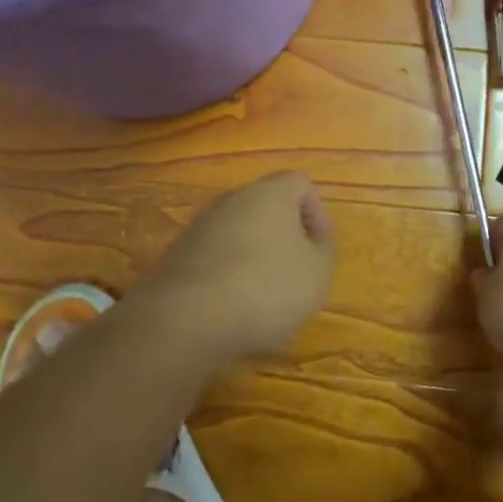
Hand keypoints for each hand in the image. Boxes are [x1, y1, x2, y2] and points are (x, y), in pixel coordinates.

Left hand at [140, 172, 336, 364]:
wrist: (186, 318)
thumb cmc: (266, 288)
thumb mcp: (317, 273)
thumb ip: (324, 250)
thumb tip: (316, 240)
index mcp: (270, 193)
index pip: (300, 183)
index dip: (317, 213)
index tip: (320, 248)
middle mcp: (233, 198)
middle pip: (266, 206)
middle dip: (284, 235)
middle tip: (296, 272)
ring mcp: (200, 225)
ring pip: (239, 232)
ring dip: (255, 256)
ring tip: (264, 297)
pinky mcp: (178, 255)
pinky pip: (215, 256)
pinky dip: (228, 274)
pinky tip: (232, 307)